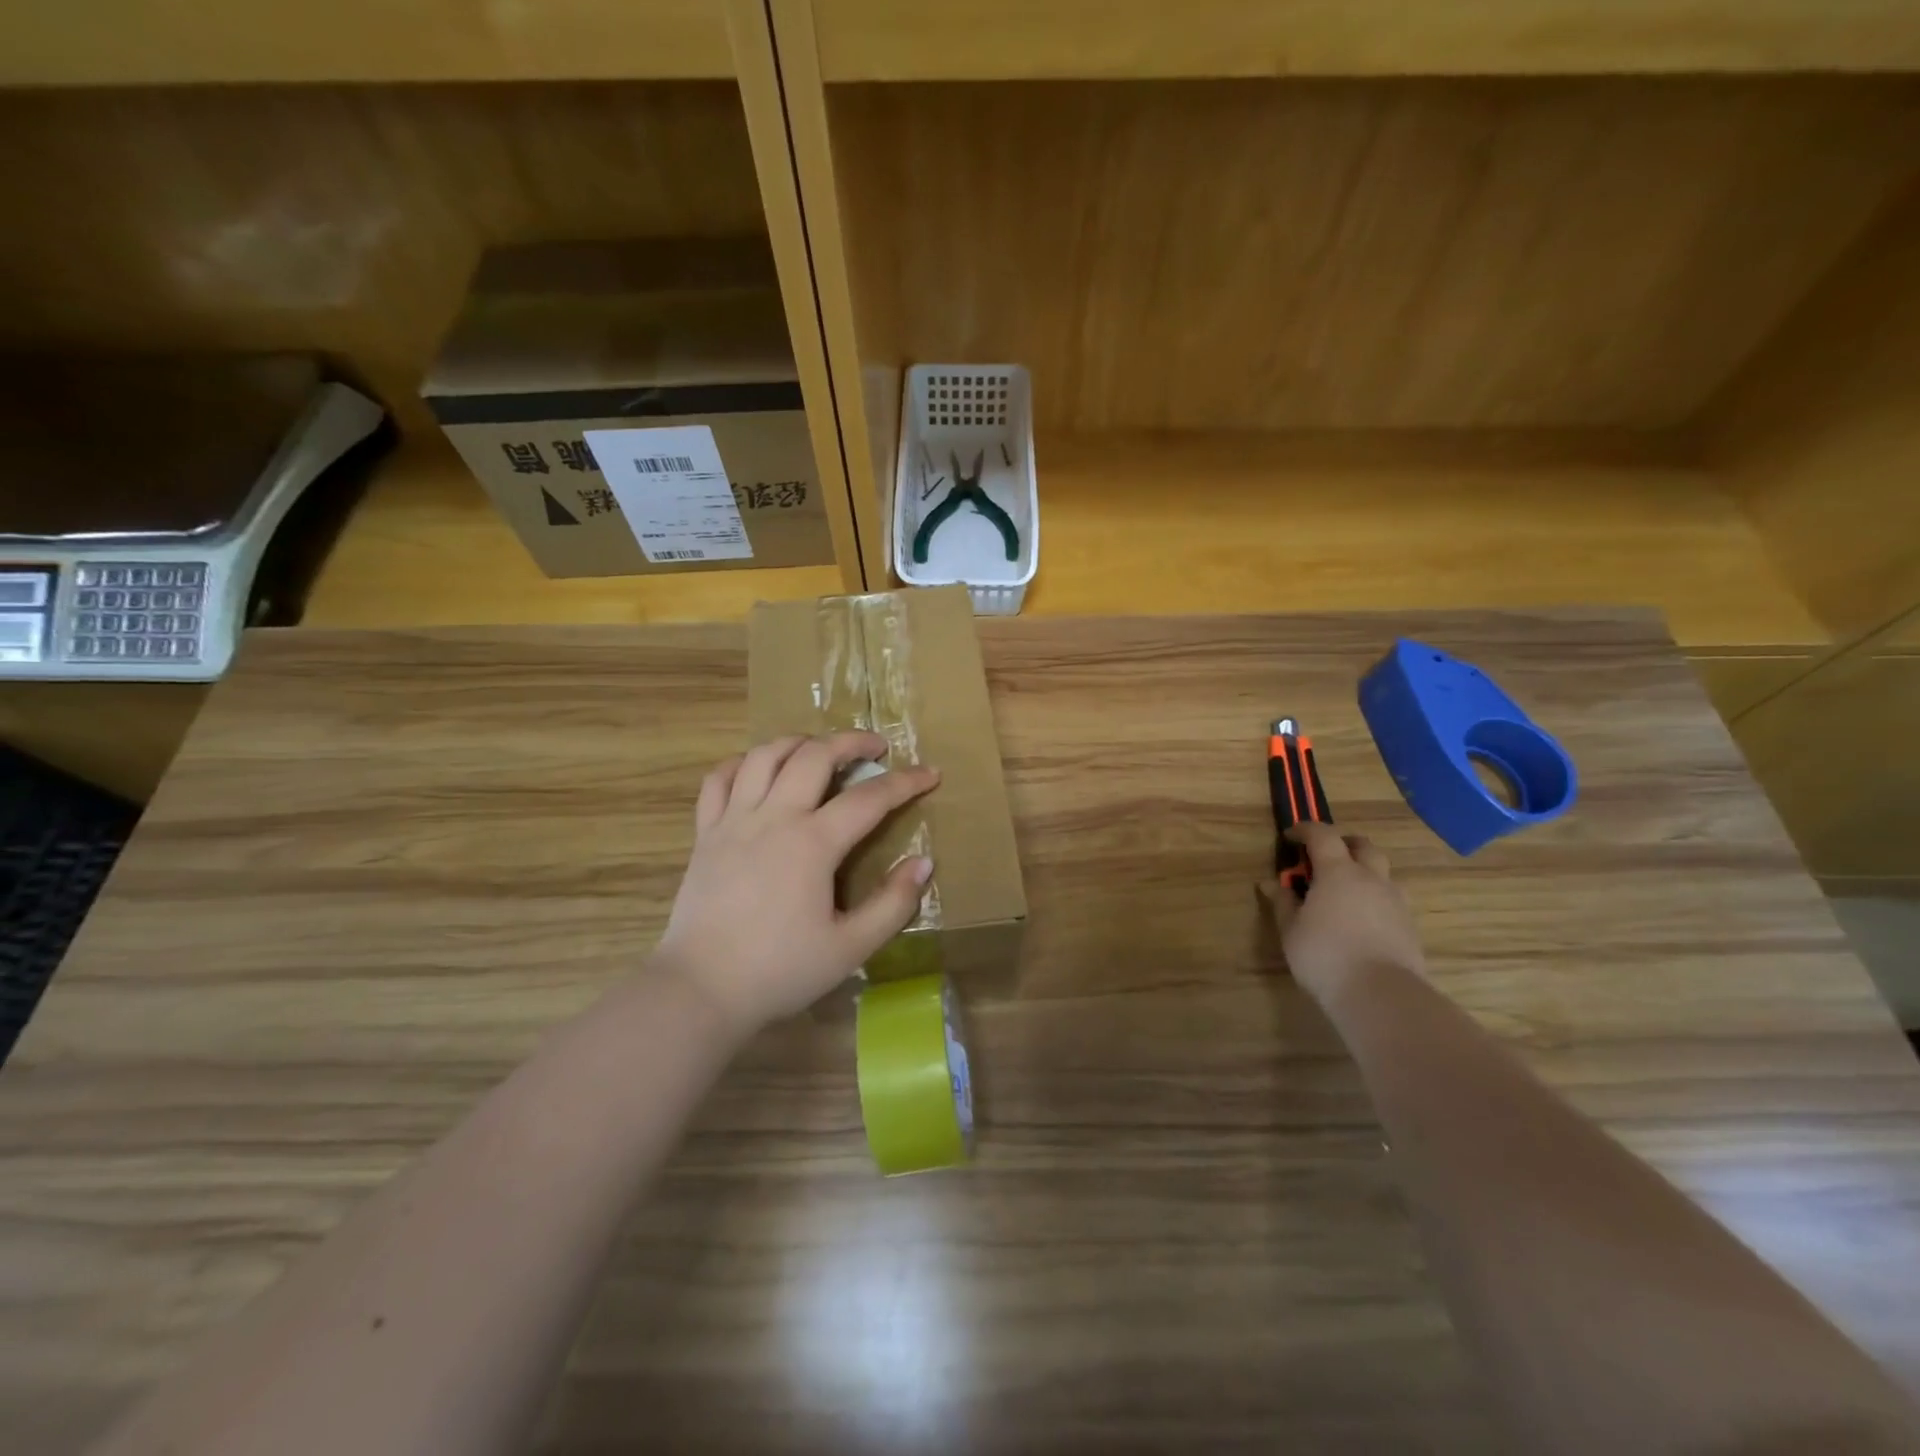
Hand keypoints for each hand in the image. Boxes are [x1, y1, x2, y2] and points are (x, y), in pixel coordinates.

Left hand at [655, 731, 938, 1032]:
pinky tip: (758, 769)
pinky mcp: (705, 833)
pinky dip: (743, 763)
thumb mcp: (850, 947)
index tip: (931, 773)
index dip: (905, 782)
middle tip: (875, 747)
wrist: (702, 989)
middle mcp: (774, 818)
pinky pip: (719, 780)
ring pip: (765, 755)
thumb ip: (893, 904)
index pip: (869, 798)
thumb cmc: (780, 971)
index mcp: (813, 843)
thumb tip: (923, 863)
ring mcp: (733, 821)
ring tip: (819, 749)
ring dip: (799, 742)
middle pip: (814, 755)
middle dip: (851, 741)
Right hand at [1260, 822, 1425, 1005]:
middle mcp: (1371, 878)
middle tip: (1324, 858)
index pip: (1323, 835)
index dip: (1305, 830)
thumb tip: (1272, 884)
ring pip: (1383, 872)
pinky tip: (1362, 920)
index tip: (1290, 836)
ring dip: (1364, 871)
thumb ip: (1283, 903)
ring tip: (1346, 891)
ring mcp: (1395, 902)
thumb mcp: (1291, 930)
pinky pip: (1392, 899)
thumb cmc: (1325, 956)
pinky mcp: (1410, 926)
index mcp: (1338, 872)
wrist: (1381, 995)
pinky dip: (1375, 898)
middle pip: (1363, 846)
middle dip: (1343, 844)